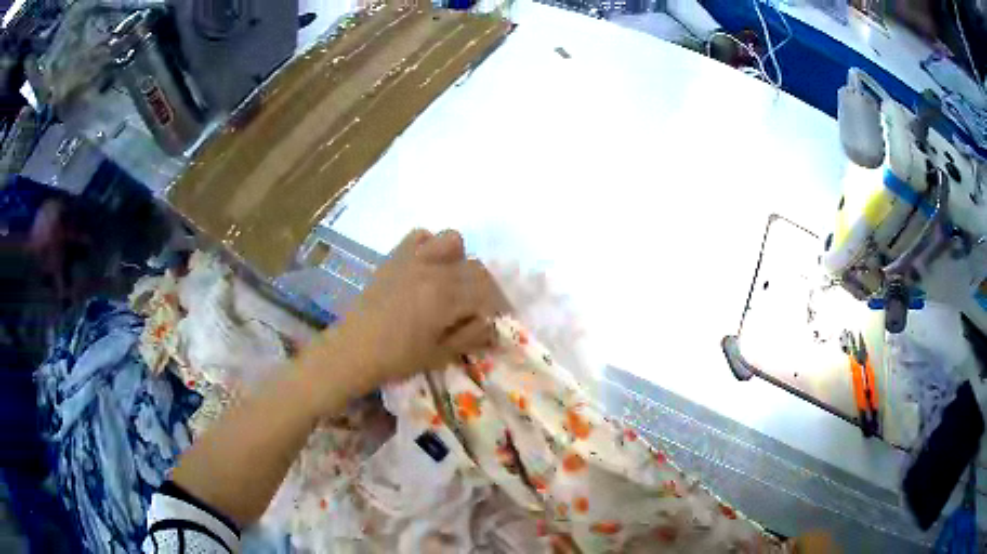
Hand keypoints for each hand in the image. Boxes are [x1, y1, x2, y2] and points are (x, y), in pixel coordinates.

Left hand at [317, 229, 507, 394]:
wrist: (354, 349)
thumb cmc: (397, 358)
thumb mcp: (440, 354)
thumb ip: (471, 335)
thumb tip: (492, 323)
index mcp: (446, 296)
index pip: (487, 292)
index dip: (500, 306)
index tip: (502, 320)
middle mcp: (433, 269)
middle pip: (475, 267)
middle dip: (486, 288)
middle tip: (483, 308)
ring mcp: (412, 258)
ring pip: (452, 241)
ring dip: (461, 260)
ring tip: (454, 282)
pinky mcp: (395, 257)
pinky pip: (420, 236)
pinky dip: (430, 247)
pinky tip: (427, 268)